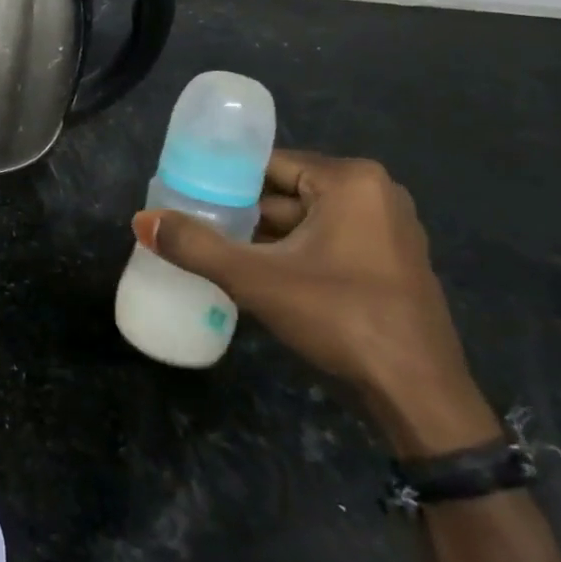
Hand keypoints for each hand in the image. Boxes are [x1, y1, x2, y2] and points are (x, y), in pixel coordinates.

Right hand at [133, 150, 496, 456]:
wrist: (419, 396)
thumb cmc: (341, 318)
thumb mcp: (257, 279)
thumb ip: (196, 246)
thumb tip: (141, 221)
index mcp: (350, 180)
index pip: (268, 165)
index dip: (223, 181)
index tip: (187, 198)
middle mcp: (375, 193)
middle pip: (286, 192)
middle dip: (242, 213)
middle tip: (196, 229)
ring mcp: (387, 229)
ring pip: (305, 221)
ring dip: (266, 238)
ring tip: (217, 252)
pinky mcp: (389, 262)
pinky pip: (327, 242)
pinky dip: (293, 254)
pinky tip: (259, 275)